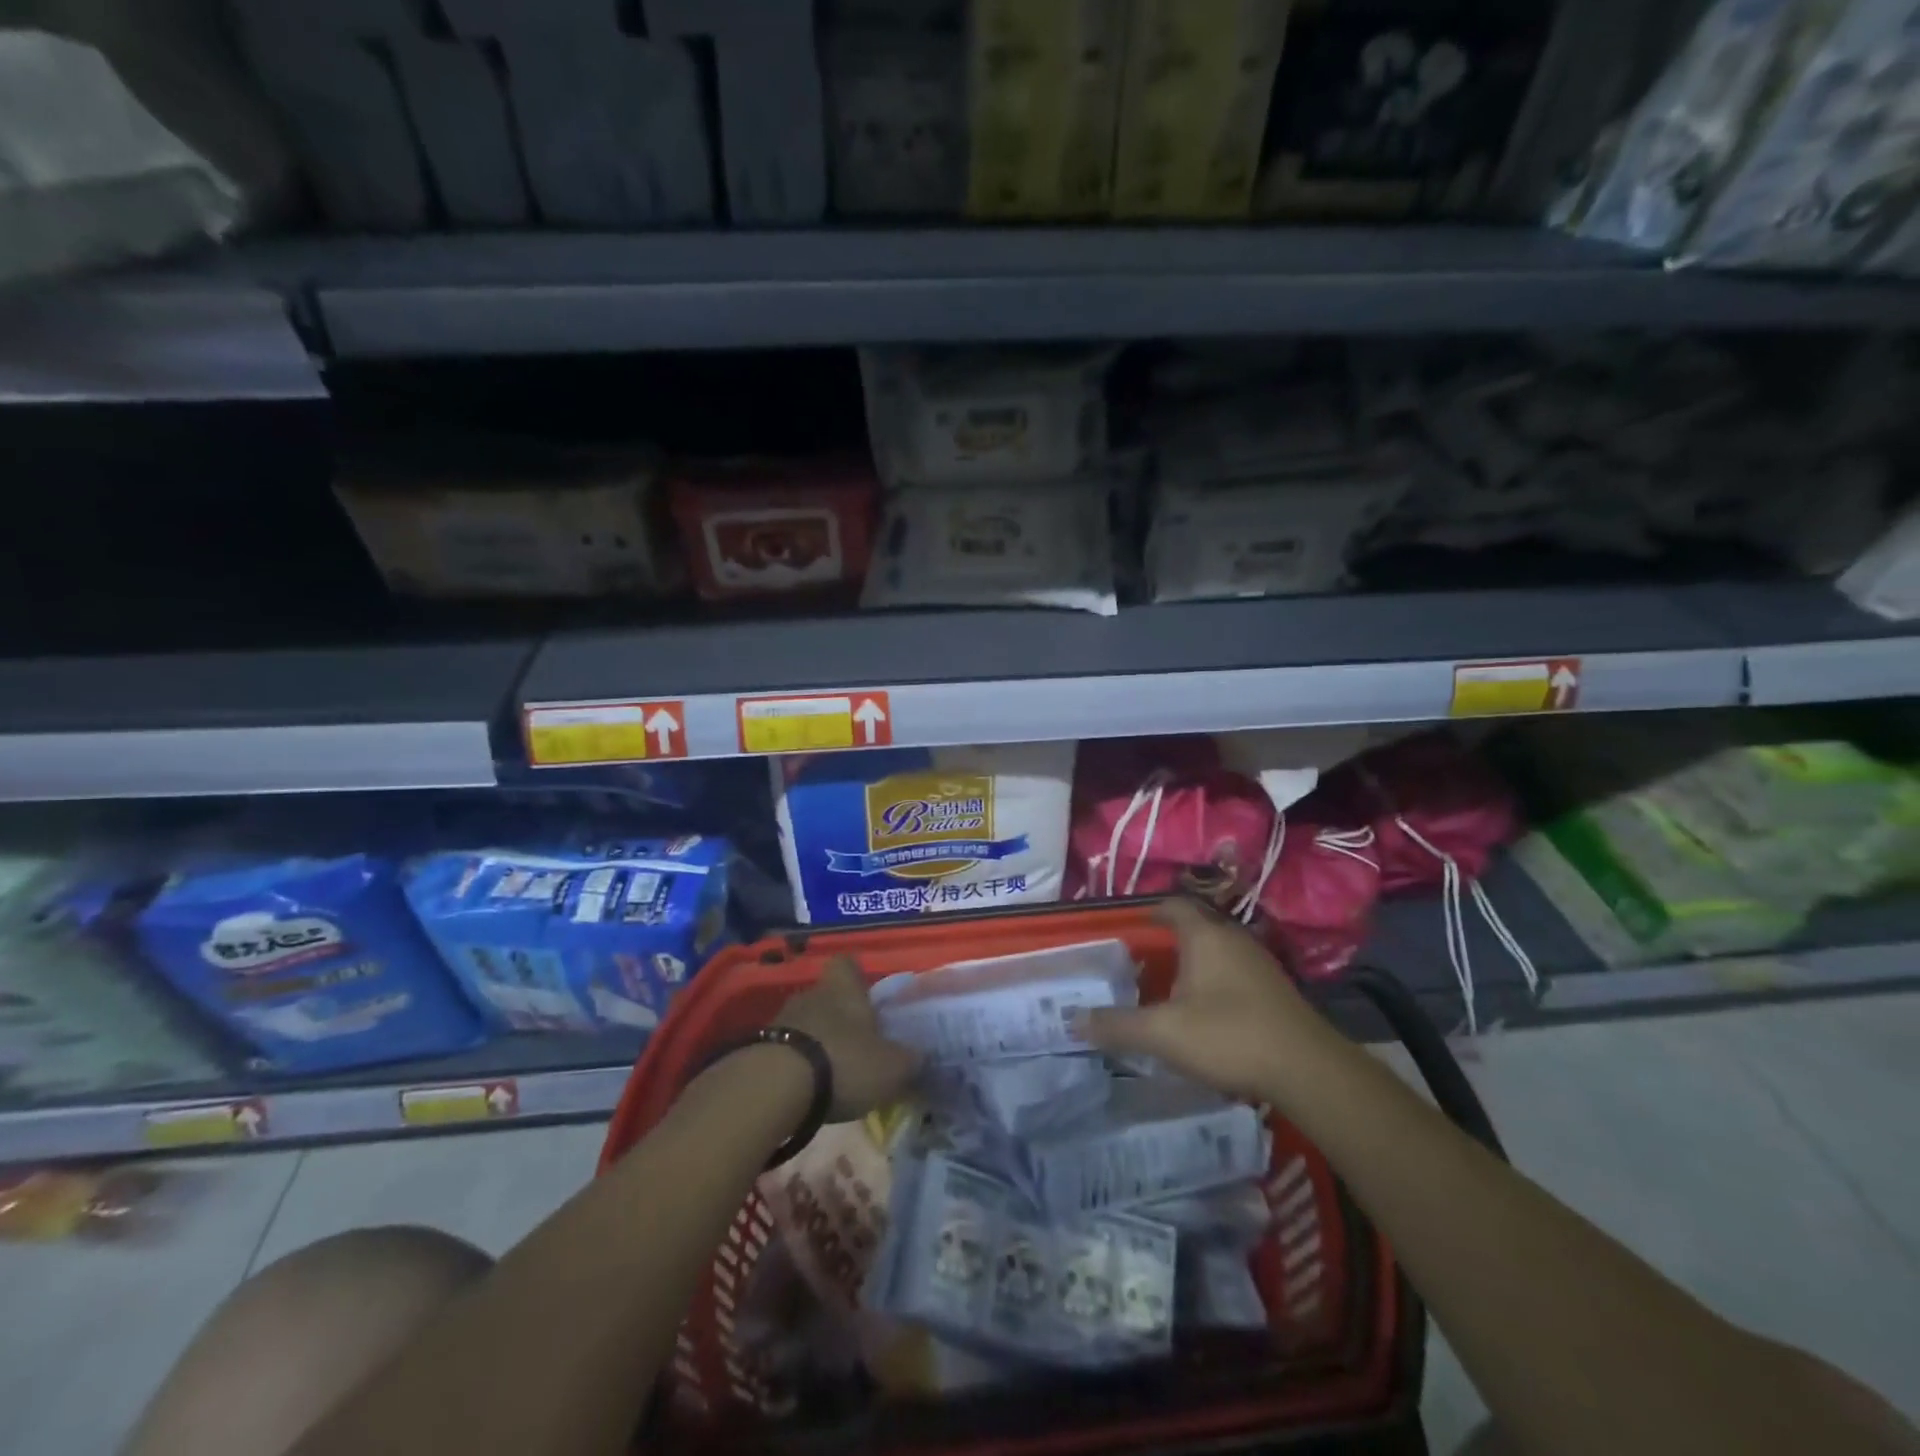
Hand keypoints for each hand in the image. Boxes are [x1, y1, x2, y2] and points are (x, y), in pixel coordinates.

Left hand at [774, 956, 919, 1120]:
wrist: (773, 1086)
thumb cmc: (843, 1062)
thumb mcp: (892, 1067)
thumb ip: (910, 1060)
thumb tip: (921, 1057)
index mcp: (845, 988)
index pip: (847, 963)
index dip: (857, 976)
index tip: (867, 996)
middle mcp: (812, 994)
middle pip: (827, 995)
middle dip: (839, 1016)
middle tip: (857, 1044)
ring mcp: (781, 1019)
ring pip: (805, 1022)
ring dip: (817, 1042)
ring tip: (832, 1073)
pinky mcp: (757, 1048)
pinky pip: (785, 1048)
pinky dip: (796, 1065)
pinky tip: (806, 1090)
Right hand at [1082, 897, 1332, 1102]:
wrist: (1308, 1070)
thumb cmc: (1228, 1036)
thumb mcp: (1163, 1033)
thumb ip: (1118, 1025)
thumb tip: (1074, 1020)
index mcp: (1205, 936)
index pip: (1174, 906)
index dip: (1152, 911)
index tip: (1132, 925)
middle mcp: (1234, 939)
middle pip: (1198, 927)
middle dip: (1170, 940)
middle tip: (1143, 960)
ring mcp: (1261, 964)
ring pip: (1219, 951)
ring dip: (1195, 963)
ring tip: (1170, 986)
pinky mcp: (1277, 991)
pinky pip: (1236, 973)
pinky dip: (1216, 982)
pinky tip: (1207, 1011)